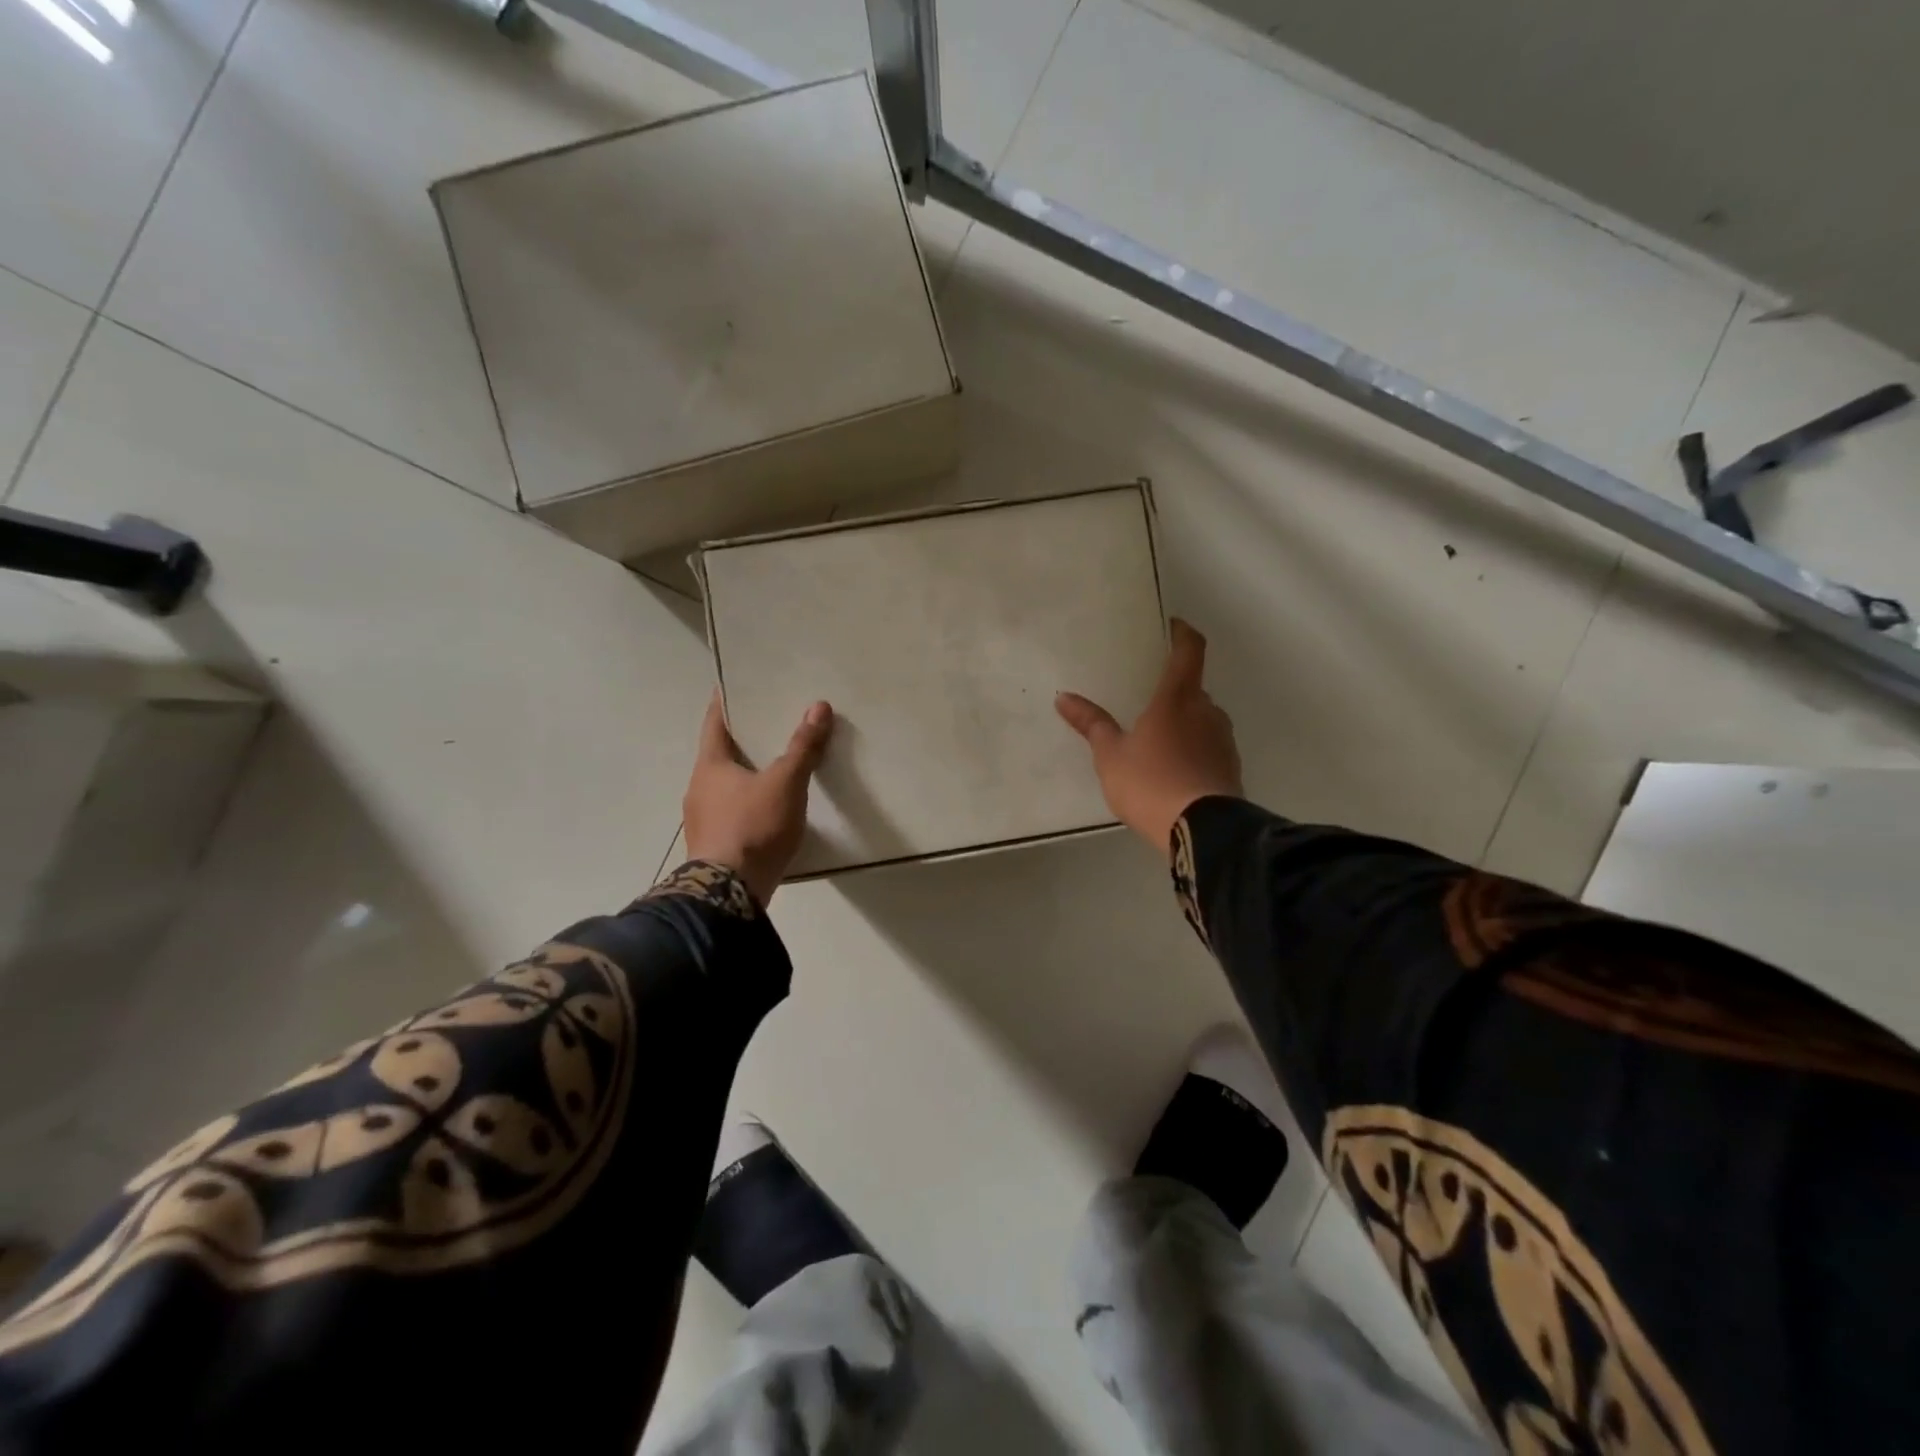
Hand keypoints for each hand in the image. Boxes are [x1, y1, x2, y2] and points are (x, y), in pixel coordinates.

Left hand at [683, 692, 833, 906]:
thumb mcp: (785, 783)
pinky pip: (732, 811)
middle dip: (743, 740)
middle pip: (720, 754)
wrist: (728, 892)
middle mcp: (699, 788)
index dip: (726, 702)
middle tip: (769, 723)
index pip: (714, 722)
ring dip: (746, 774)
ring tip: (775, 765)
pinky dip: (748, 801)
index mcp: (709, 766)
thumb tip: (819, 706)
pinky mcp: (715, 843)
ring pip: (725, 785)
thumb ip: (802, 747)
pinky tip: (770, 807)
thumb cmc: (753, 826)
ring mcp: (702, 819)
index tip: (736, 685)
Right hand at [1056, 618, 1242, 857]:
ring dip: (1184, 723)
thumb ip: (1091, 724)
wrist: (1202, 830)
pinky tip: (1173, 771)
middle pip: (1194, 689)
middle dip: (1173, 691)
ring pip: (1202, 719)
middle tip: (1147, 701)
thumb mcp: (1110, 755)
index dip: (1183, 633)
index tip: (1173, 626)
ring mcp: (1223, 740)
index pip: (1189, 651)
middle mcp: (1207, 711)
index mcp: (1177, 698)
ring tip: (1156, 742)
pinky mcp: (1230, 768)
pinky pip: (1209, 747)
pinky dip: (1193, 750)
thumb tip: (1063, 697)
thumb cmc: (1150, 783)